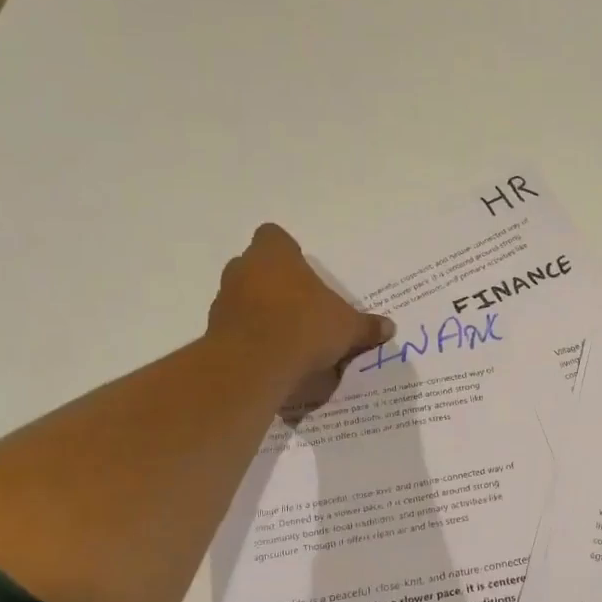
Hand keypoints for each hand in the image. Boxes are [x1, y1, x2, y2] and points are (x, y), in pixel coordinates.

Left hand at [208, 224, 393, 404]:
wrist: (255, 365)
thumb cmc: (304, 327)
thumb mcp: (347, 328)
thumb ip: (365, 326)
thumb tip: (388, 328)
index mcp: (273, 254)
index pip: (273, 236)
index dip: (287, 252)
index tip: (302, 272)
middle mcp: (243, 269)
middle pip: (256, 267)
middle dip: (274, 283)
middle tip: (300, 306)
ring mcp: (223, 300)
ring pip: (243, 297)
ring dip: (259, 311)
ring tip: (287, 336)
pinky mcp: (214, 332)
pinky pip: (235, 328)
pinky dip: (250, 337)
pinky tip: (271, 356)